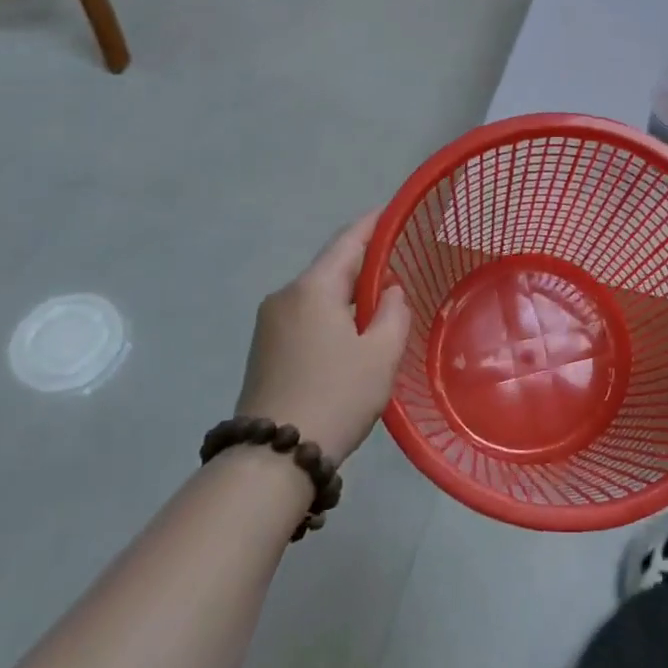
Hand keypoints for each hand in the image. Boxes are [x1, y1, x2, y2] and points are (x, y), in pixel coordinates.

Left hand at [238, 211, 409, 463]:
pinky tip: (354, 332)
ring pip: (319, 294)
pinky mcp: (265, 348)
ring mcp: (270, 324)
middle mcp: (285, 297)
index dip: (374, 224)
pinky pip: (307, 316)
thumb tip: (389, 291)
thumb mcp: (381, 353)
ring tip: (383, 301)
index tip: (395, 211)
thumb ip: (393, 311)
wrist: (273, 457)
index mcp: (313, 289)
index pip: (348, 241)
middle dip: (366, 262)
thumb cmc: (336, 395)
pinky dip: (333, 314)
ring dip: (350, 293)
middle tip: (401, 263)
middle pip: (331, 267)